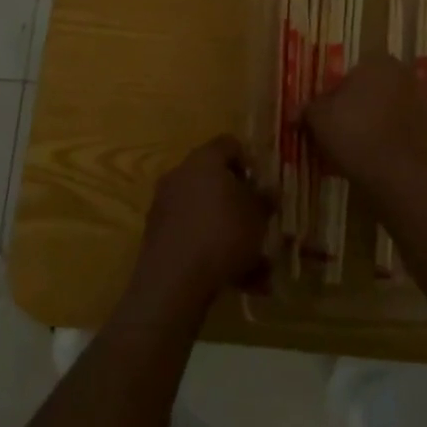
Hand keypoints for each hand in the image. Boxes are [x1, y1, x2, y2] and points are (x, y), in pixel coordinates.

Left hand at [130, 135, 271, 317]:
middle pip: (215, 181)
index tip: (262, 186)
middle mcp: (180, 175)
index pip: (229, 144)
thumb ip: (265, 199)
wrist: (174, 280)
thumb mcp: (257, 215)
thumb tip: (269, 191)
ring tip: (258, 268)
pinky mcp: (157, 237)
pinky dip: (214, 253)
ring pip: (207, 215)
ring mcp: (165, 206)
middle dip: (240, 205)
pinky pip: (193, 237)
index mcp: (204, 160)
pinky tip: (239, 282)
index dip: (249, 162)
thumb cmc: (223, 233)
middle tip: (259, 224)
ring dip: (232, 236)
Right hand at [303, 55, 426, 189]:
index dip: (332, 96)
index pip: (349, 75)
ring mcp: (419, 103)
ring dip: (369, 123)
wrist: (393, 173)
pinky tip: (368, 157)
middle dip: (353, 108)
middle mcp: (403, 76)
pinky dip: (383, 138)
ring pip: (383, 111)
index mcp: (378, 62)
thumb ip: (307, 108)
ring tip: (349, 148)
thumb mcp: (318, 116)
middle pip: (368, 91)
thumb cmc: (352, 131)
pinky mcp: (426, 130)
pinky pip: (396, 130)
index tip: (322, 117)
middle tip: (334, 132)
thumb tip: (295, 112)